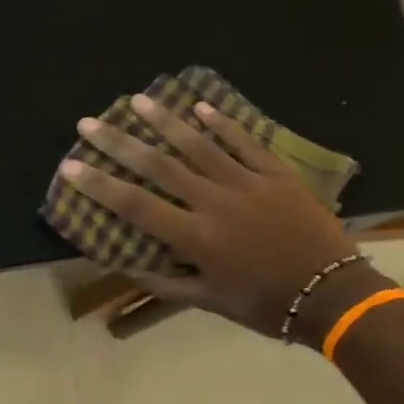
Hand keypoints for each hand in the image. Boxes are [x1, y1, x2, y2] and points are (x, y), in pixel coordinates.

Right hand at [60, 95, 363, 342]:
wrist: (332, 293)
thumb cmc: (264, 303)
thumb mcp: (209, 302)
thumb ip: (165, 282)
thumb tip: (125, 265)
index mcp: (195, 237)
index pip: (135, 206)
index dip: (100, 185)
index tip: (71, 166)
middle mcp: (214, 202)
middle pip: (159, 166)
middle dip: (119, 143)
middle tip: (89, 122)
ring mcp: (247, 183)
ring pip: (199, 145)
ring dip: (164, 121)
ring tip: (136, 99)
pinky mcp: (276, 174)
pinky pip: (244, 143)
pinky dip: (221, 124)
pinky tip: (199, 107)